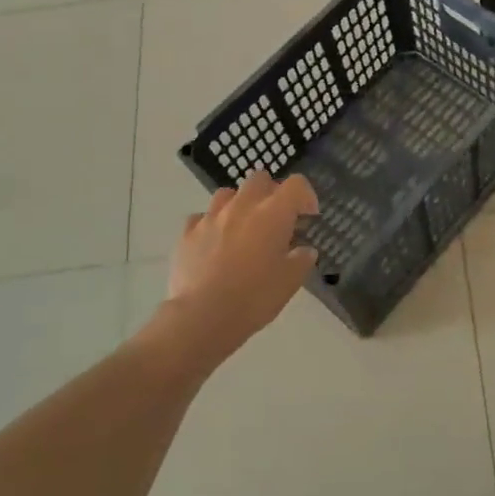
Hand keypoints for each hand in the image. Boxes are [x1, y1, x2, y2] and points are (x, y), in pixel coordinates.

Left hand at [167, 172, 319, 349]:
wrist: (203, 316)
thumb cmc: (254, 297)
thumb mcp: (290, 282)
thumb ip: (301, 260)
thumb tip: (304, 250)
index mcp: (273, 214)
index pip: (296, 184)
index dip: (306, 196)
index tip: (307, 216)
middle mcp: (242, 206)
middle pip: (259, 179)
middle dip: (270, 192)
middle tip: (275, 218)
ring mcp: (211, 217)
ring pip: (227, 193)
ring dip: (239, 204)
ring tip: (242, 227)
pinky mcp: (187, 233)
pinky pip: (201, 217)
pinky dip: (211, 224)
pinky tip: (214, 242)